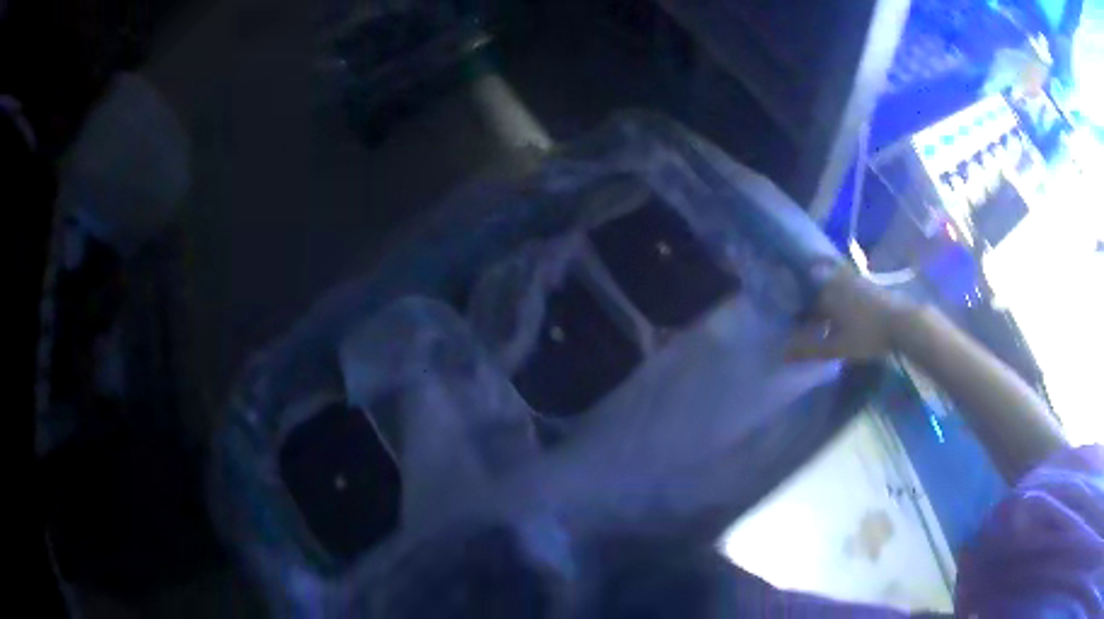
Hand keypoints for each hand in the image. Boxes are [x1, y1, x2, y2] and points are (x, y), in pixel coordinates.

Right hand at [786, 264, 916, 361]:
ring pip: (833, 281)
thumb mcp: (836, 347)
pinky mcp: (869, 283)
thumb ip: (809, 350)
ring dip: (827, 292)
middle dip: (811, 296)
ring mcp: (854, 279)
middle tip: (809, 315)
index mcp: (826, 293)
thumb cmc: (866, 335)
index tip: (796, 326)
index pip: (804, 300)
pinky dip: (841, 291)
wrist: (902, 322)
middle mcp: (837, 280)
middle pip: (817, 285)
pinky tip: (847, 308)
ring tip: (827, 311)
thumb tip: (782, 354)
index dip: (798, 313)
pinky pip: (847, 282)